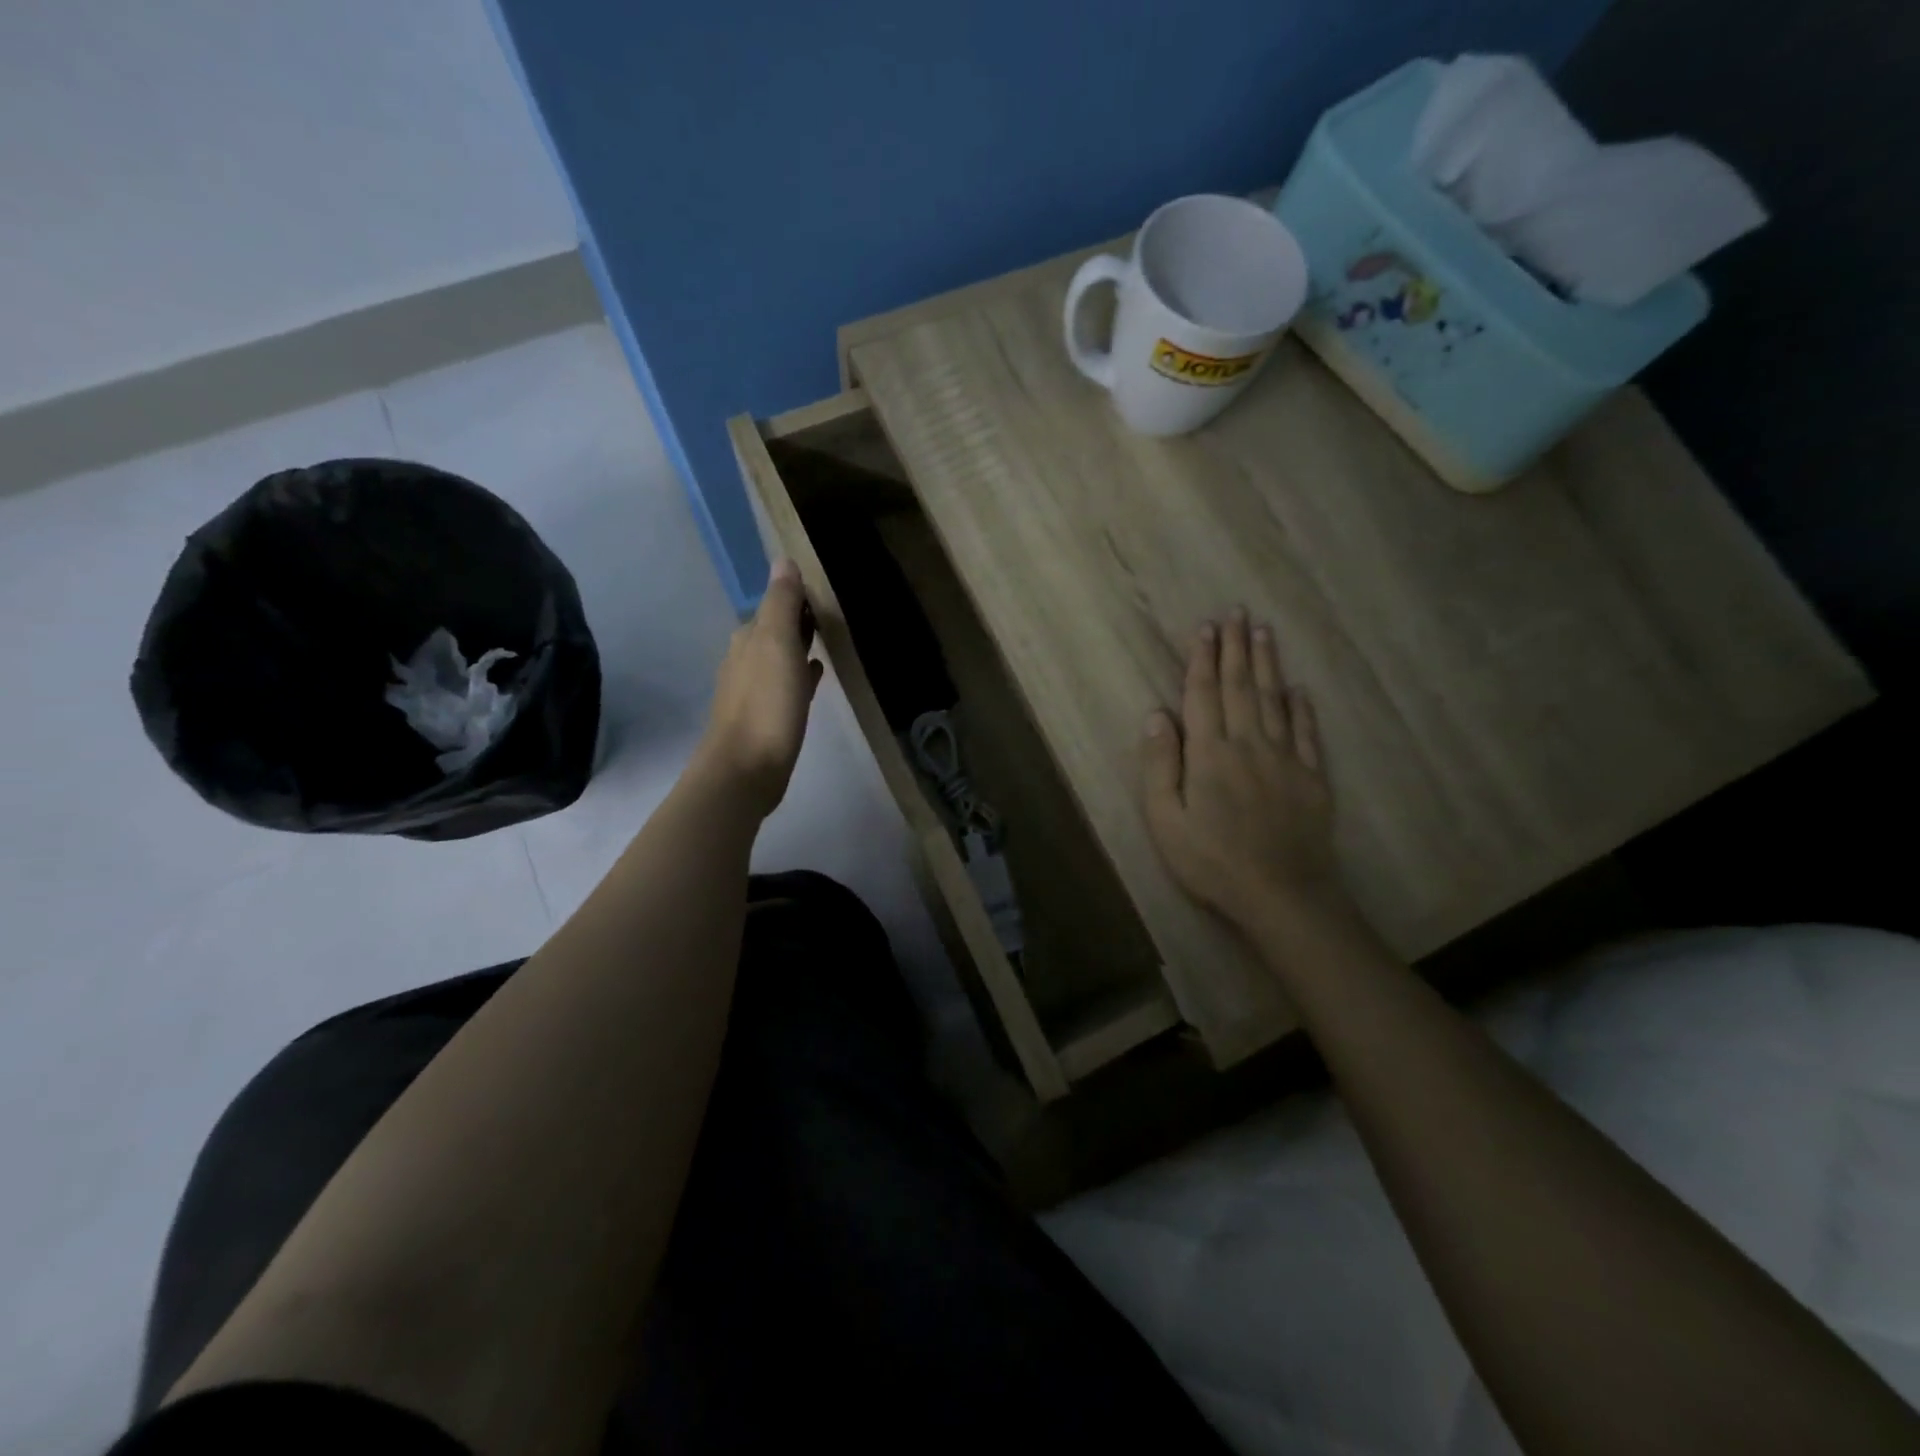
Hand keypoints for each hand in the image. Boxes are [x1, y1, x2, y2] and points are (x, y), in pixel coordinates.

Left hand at [695, 559, 823, 816]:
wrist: (746, 770)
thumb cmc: (766, 705)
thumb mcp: (777, 645)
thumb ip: (781, 604)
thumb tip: (782, 560)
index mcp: (747, 640)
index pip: (772, 607)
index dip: (795, 599)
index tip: (822, 594)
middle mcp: (744, 661)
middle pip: (773, 632)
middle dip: (796, 623)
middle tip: (829, 617)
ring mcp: (752, 692)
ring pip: (778, 659)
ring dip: (797, 649)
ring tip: (826, 645)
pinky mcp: (763, 719)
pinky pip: (784, 687)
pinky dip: (798, 677)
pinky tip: (814, 681)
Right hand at [1142, 609, 1348, 936]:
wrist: (1282, 894)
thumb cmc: (1212, 861)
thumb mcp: (1167, 821)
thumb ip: (1160, 766)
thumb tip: (1156, 716)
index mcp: (1210, 754)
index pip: (1204, 694)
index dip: (1203, 659)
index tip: (1205, 627)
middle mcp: (1248, 744)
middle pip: (1241, 686)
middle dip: (1235, 647)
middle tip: (1236, 612)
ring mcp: (1285, 759)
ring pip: (1274, 699)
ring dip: (1267, 663)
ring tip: (1263, 631)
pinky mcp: (1311, 777)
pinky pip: (1306, 732)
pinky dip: (1302, 706)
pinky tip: (1299, 688)